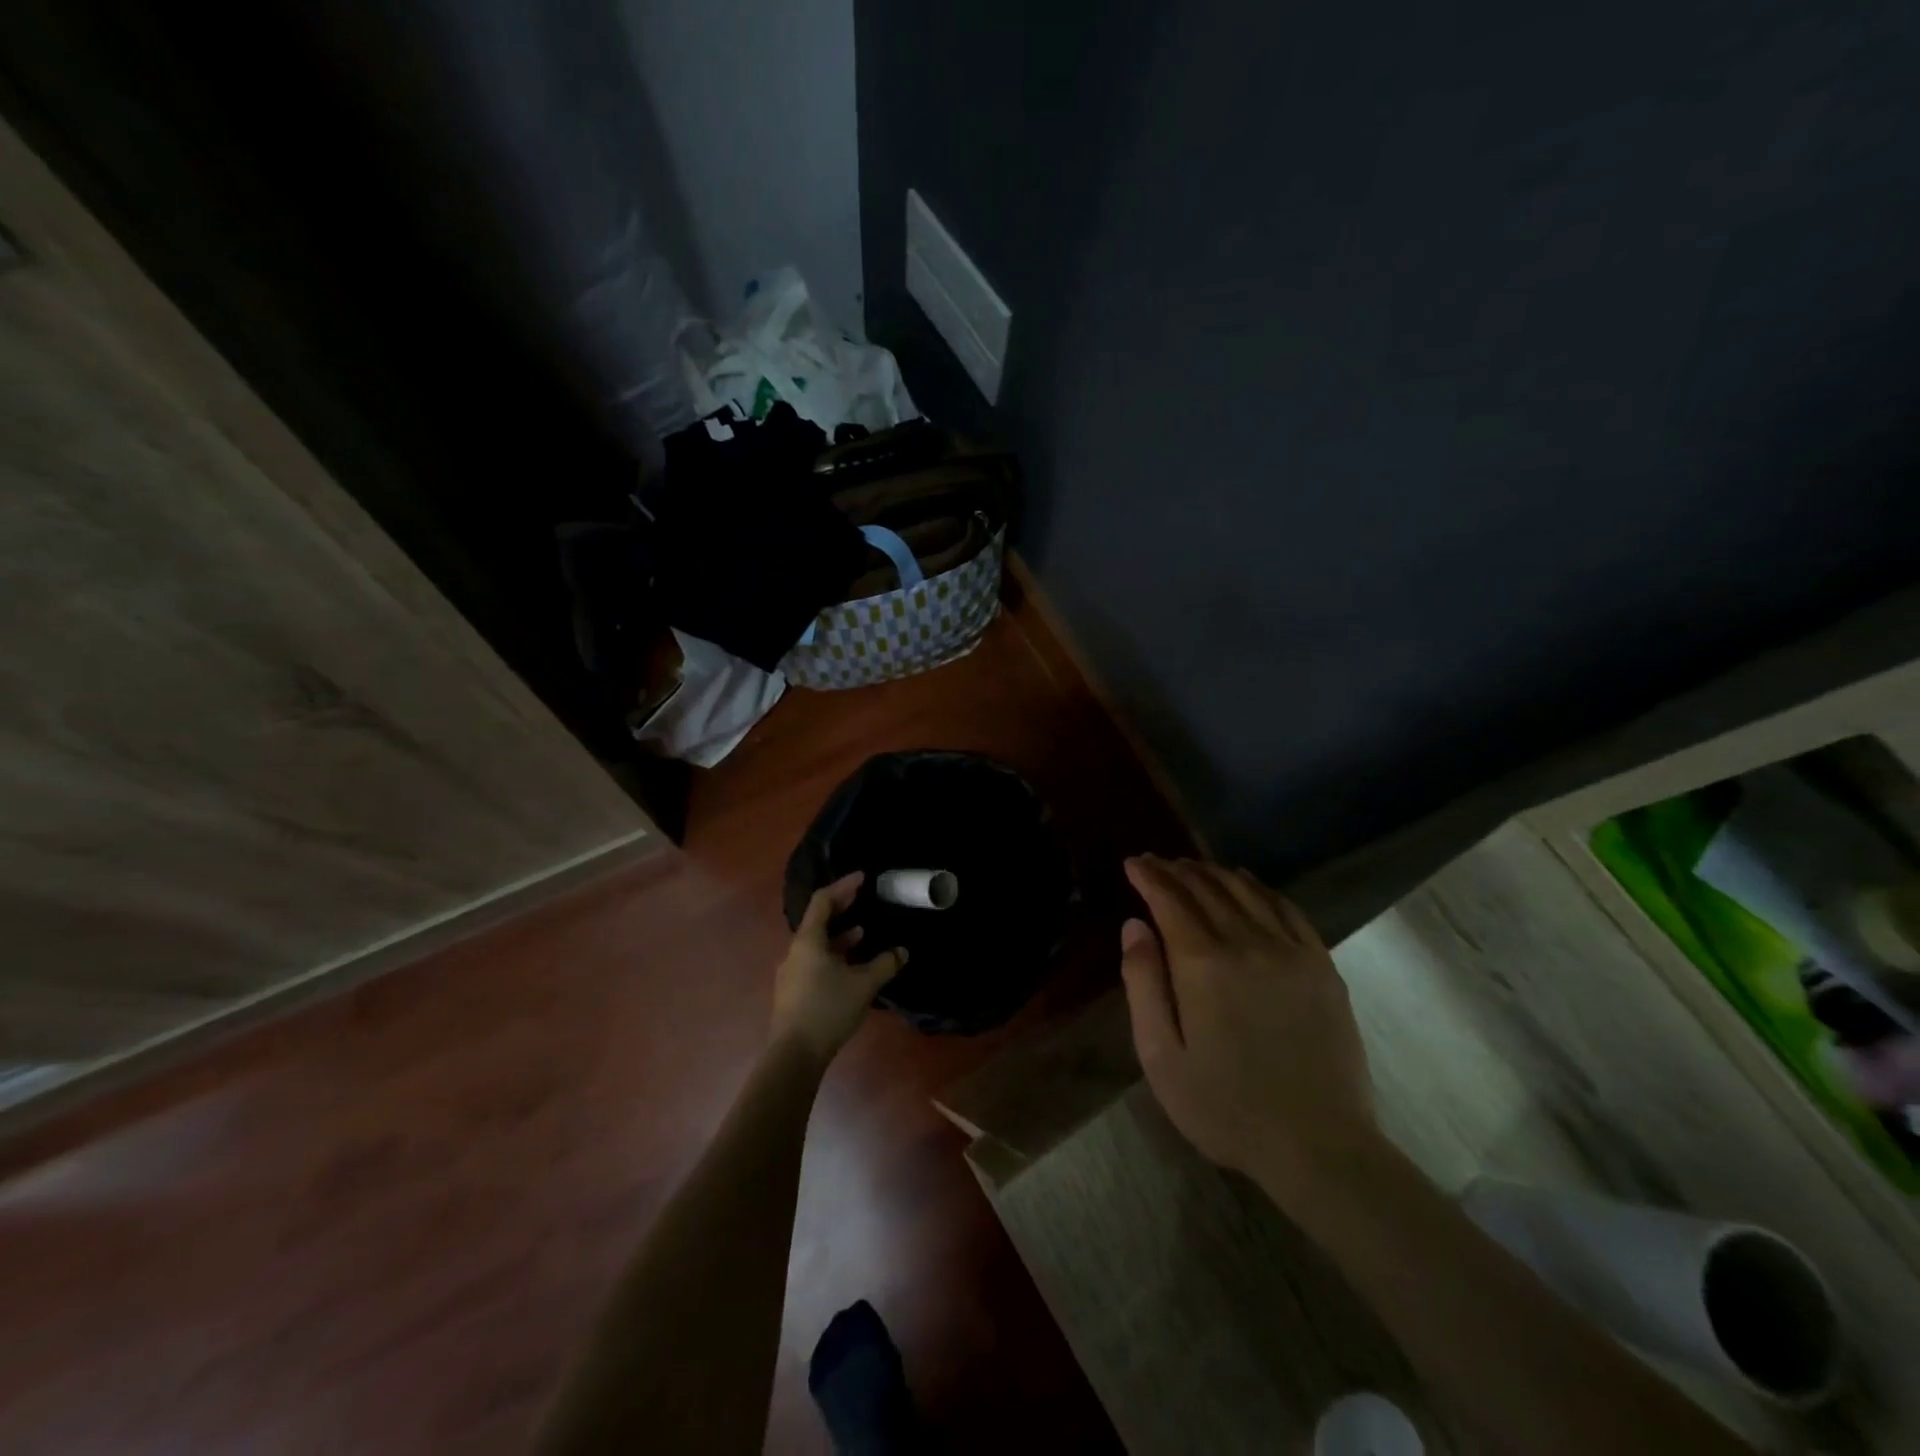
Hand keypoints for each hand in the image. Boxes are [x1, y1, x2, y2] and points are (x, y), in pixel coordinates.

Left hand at [771, 872, 906, 1064]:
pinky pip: (815, 961)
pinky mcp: (794, 992)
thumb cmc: (828, 1009)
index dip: (843, 887)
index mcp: (808, 940)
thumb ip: (885, 964)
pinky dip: (833, 954)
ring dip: (838, 935)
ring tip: (862, 933)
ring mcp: (792, 972)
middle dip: (841, 908)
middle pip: (817, 920)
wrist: (794, 1055)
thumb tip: (902, 951)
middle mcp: (796, 951)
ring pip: (816, 943)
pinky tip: (850, 966)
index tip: (862, 878)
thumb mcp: (864, 985)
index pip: (823, 901)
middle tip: (862, 899)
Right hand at [1119, 855, 1378, 1192]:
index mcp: (1203, 964)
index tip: (1132, 863)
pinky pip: (1287, 909)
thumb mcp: (1161, 1057)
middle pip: (1206, 889)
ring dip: (1214, 873)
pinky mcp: (1322, 965)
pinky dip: (1261, 888)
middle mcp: (1246, 943)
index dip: (1148, 876)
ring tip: (1193, 868)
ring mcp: (1290, 951)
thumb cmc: (1225, 1107)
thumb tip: (1134, 926)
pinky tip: (1248, 884)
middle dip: (1176, 870)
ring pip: (1246, 891)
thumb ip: (1143, 984)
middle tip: (1156, 862)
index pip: (1170, 900)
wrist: (1318, 1146)